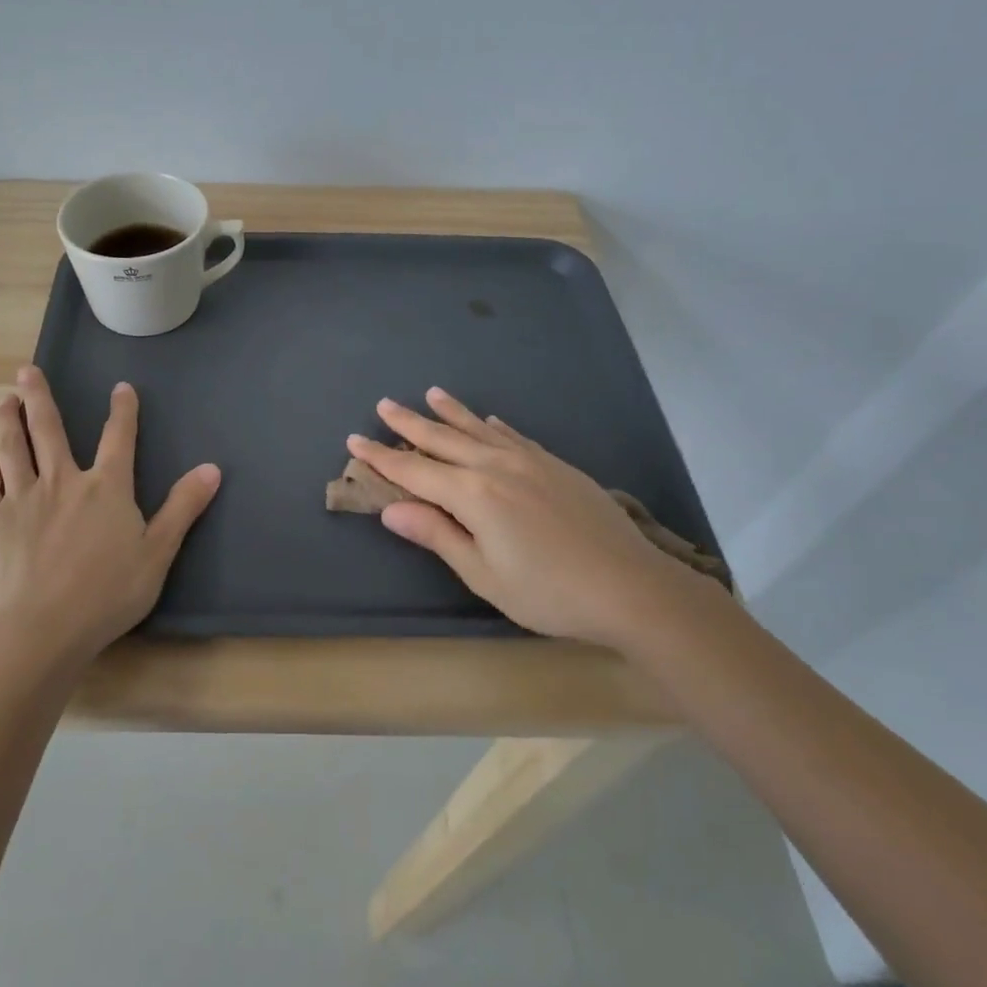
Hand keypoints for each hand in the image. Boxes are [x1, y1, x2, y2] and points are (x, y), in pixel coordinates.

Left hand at [0, 367, 221, 663]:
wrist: (43, 631)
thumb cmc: (107, 594)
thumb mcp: (158, 553)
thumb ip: (183, 507)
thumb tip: (212, 468)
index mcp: (106, 487)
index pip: (119, 437)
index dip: (123, 410)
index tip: (121, 387)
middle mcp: (62, 481)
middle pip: (48, 429)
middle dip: (39, 396)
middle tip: (26, 370)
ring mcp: (22, 498)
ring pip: (12, 447)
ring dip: (7, 420)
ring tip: (4, 400)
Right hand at [347, 387, 711, 647]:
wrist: (631, 587)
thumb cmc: (548, 592)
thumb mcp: (483, 574)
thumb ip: (437, 535)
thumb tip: (391, 509)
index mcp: (472, 494)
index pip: (414, 470)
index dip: (381, 457)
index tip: (354, 440)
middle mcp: (496, 466)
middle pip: (442, 439)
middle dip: (409, 423)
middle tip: (383, 404)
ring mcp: (530, 461)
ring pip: (479, 429)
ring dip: (451, 412)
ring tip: (430, 393)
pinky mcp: (556, 466)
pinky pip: (515, 436)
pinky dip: (495, 426)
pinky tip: (491, 420)